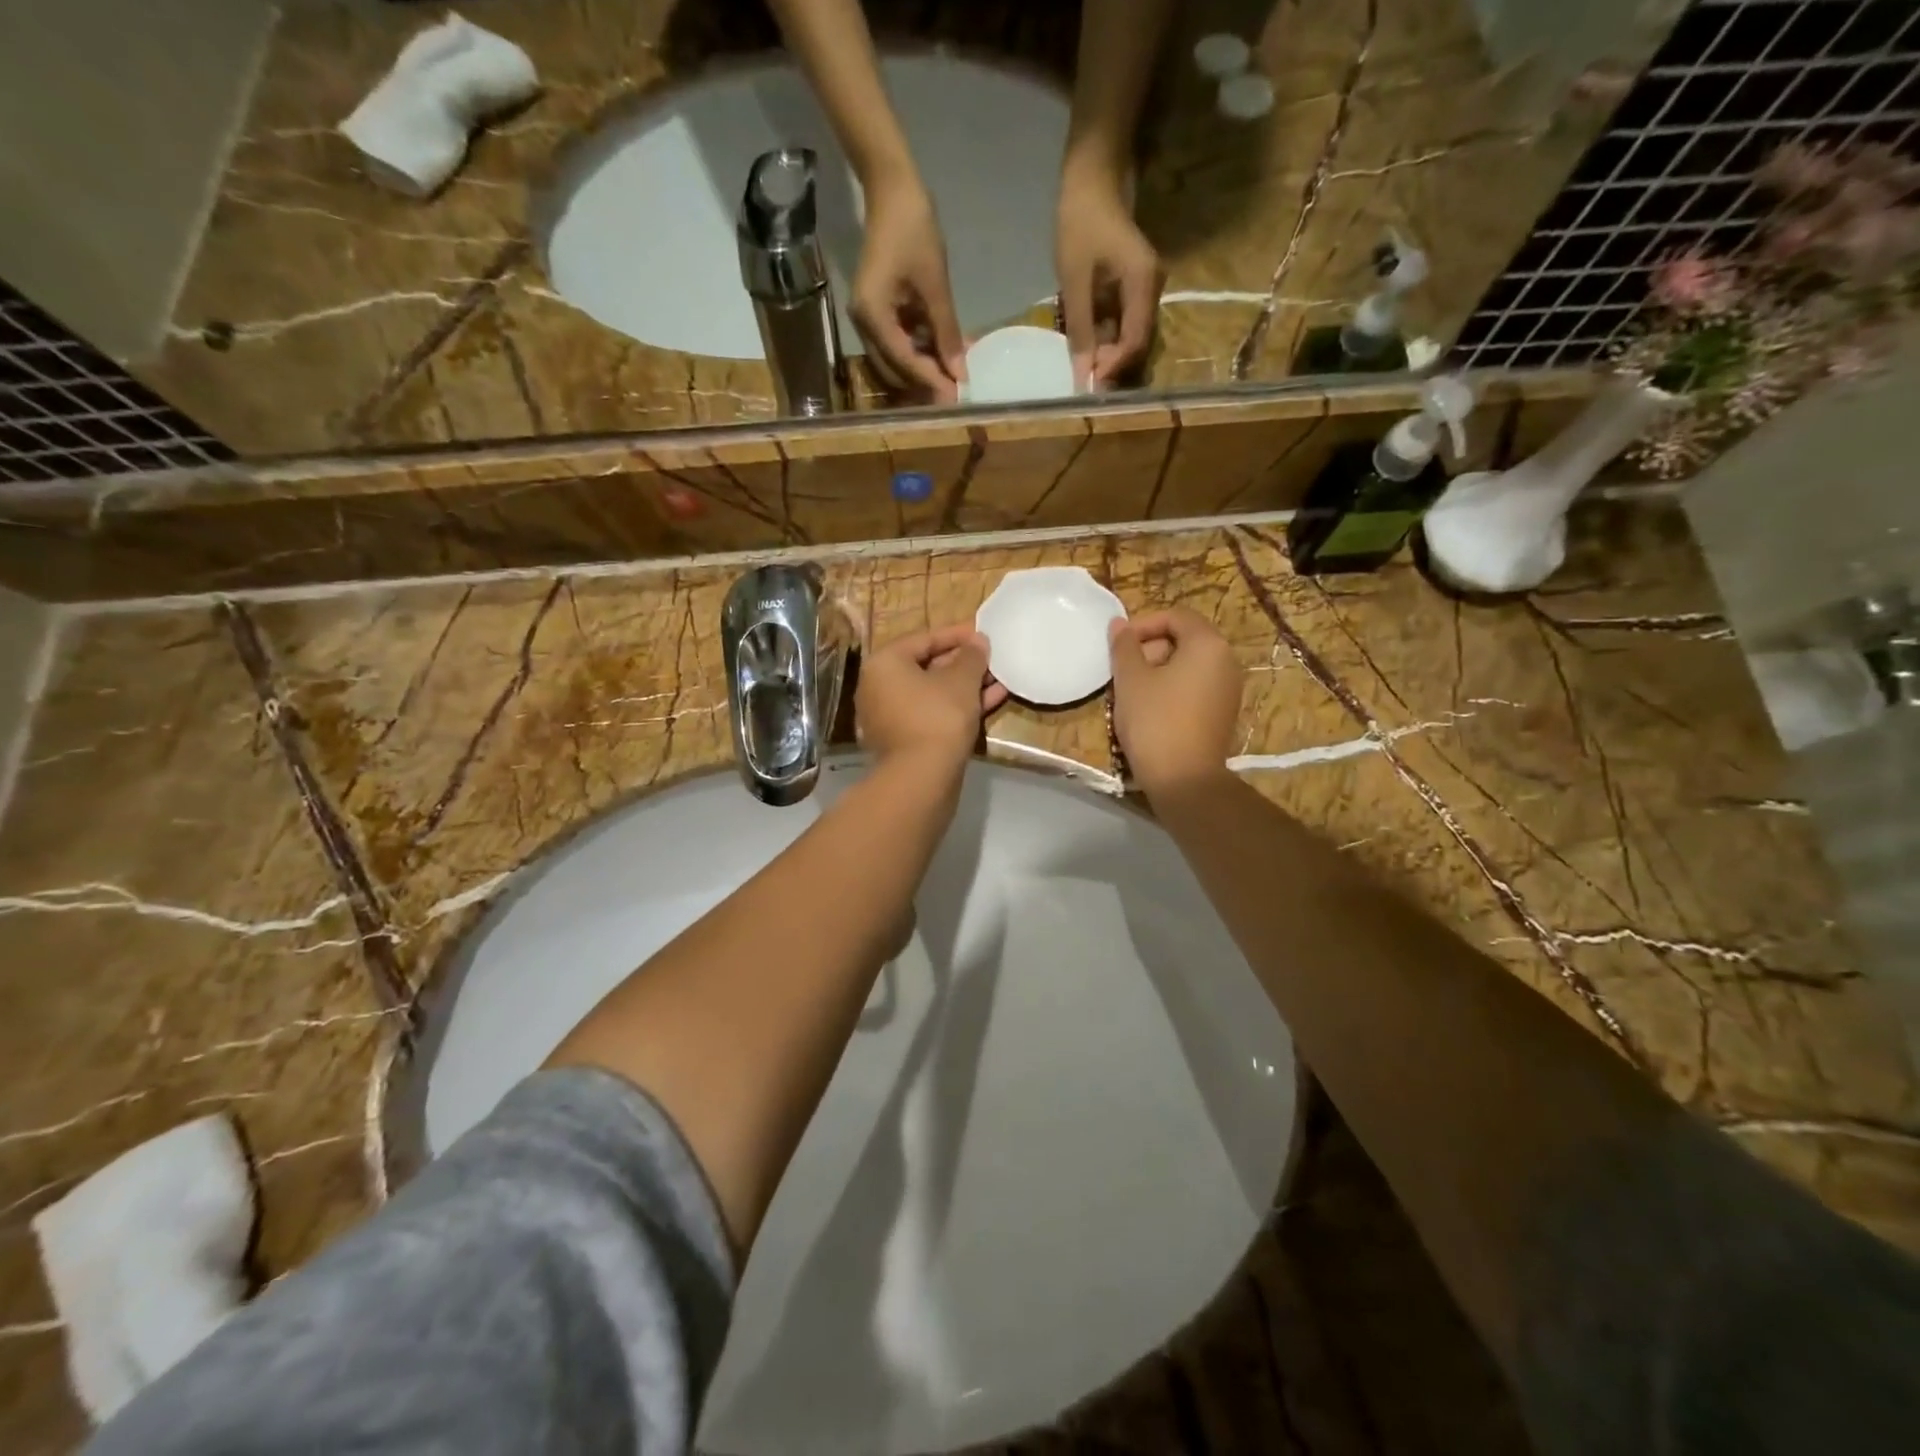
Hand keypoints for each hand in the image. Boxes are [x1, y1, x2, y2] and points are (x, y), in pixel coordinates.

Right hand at [853, 173, 966, 402]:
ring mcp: (869, 319)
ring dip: (925, 367)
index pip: (903, 362)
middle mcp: (864, 325)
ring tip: (956, 373)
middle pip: (895, 369)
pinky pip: (899, 341)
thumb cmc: (913, 229)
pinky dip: (921, 349)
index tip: (956, 397)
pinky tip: (946, 351)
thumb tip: (960, 371)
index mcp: (872, 316)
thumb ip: (946, 331)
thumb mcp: (934, 284)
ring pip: (897, 359)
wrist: (891, 189)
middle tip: (956, 393)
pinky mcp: (879, 311)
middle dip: (925, 382)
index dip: (931, 380)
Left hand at [857, 624, 1006, 773]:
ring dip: (965, 686)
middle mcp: (878, 687)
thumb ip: (971, 655)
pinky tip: (991, 701)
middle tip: (991, 659)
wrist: (922, 778)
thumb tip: (978, 641)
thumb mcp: (961, 680)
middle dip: (962, 663)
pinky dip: (957, 707)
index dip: (957, 634)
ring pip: (932, 693)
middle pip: (926, 666)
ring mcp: (889, 717)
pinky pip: (932, 714)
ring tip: (997, 679)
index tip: (983, 634)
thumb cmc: (938, 716)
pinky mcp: (904, 741)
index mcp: (884, 664)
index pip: (923, 639)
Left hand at [1056, 161, 1162, 389]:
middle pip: (1137, 342)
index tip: (1089, 384)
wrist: (1092, 177)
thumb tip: (1083, 375)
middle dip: (1111, 364)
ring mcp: (1144, 287)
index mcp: (1143, 283)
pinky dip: (1106, 337)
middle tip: (1082, 377)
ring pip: (1130, 335)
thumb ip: (1080, 329)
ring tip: (1082, 364)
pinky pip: (1124, 322)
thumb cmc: (1081, 222)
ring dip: (1108, 353)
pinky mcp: (1133, 287)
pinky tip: (1087, 343)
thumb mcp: (1075, 280)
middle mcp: (1152, 288)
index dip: (1114, 367)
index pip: (1136, 341)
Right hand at [1108, 609, 1241, 795]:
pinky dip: (1171, 689)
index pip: (1176, 616)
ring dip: (1157, 671)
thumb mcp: (1131, 679)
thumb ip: (1124, 646)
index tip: (1119, 644)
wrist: (1184, 779)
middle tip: (1122, 671)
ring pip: (1188, 666)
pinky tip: (1148, 710)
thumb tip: (1119, 624)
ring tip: (1130, 692)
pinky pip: (1195, 688)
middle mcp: (1226, 661)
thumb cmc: (1155, 721)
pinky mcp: (1223, 714)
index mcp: (1208, 644)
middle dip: (1150, 649)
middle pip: (1184, 640)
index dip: (1143, 624)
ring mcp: (1228, 689)